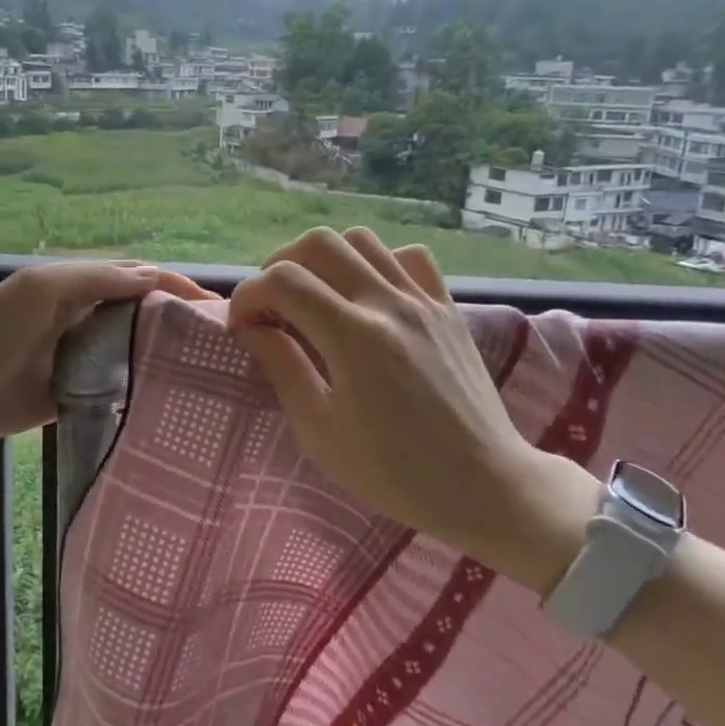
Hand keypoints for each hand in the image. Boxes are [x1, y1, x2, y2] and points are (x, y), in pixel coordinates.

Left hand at [0, 260, 212, 460]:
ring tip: (210, 371)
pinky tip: (172, 398)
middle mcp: (84, 317)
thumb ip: (94, 278)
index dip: (175, 285)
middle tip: (224, 343)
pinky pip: (117, 386)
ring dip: (166, 355)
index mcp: (76, 285)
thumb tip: (153, 277)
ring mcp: (82, 357)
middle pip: (141, 313)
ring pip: (133, 350)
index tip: (217, 306)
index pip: (136, 277)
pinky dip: (142, 388)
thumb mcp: (40, 289)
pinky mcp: (77, 394)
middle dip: (179, 321)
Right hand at [227, 227, 595, 592]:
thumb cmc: (393, 471)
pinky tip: (369, 296)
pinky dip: (378, 264)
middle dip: (279, 266)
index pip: (283, 281)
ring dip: (325, 260)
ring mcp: (423, 300)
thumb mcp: (320, 430)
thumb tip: (252, 328)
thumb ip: (282, 367)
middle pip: (319, 244)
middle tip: (271, 306)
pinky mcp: (447, 308)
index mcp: (353, 336)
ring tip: (315, 297)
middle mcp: (388, 303)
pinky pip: (408, 258)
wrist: (483, 485)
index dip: (248, 295)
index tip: (241, 326)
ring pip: (362, 240)